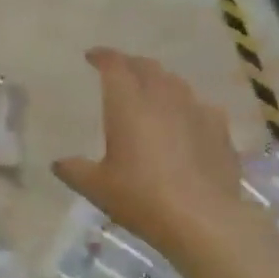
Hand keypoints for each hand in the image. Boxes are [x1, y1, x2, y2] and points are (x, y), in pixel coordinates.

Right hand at [53, 48, 268, 264]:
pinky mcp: (220, 130)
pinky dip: (187, 106)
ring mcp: (196, 110)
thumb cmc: (142, 198)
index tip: (92, 57)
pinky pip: (201, 106)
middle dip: (130, 64)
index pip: (114, 65)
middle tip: (119, 72)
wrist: (203, 220)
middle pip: (147, 67)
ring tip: (151, 93)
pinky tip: (186, 121)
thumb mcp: (97, 188)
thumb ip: (74, 170)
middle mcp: (163, 97)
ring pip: (175, 82)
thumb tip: (58, 163)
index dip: (102, 56)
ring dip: (159, 81)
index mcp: (128, 104)